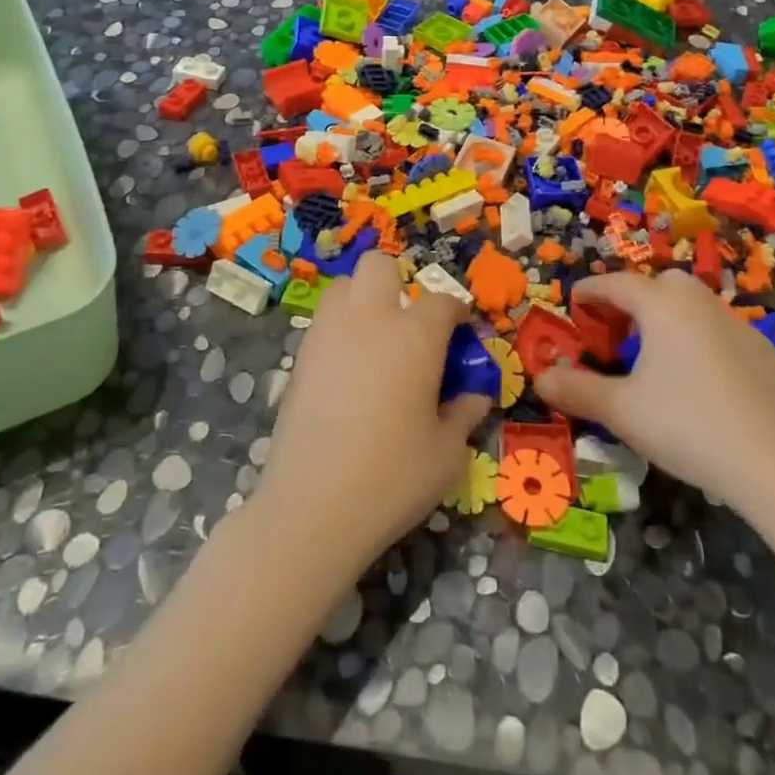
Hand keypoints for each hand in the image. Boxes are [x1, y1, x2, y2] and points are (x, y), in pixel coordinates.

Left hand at [257, 252, 492, 576]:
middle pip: (379, 266)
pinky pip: (324, 323)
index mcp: (415, 335)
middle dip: (398, 283)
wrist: (312, 507)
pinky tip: (350, 374)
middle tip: (410, 327)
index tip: (461, 336)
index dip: (456, 315)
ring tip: (376, 344)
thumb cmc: (393, 477)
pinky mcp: (299, 358)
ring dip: (363, 301)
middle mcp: (370, 320)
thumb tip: (474, 395)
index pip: (442, 302)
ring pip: (344, 287)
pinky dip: (340, 332)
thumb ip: (464, 412)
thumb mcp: (447, 452)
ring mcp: (328, 334)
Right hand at [535, 270, 774, 532]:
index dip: (589, 292)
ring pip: (690, 303)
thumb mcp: (621, 411)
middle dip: (630, 298)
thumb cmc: (687, 426)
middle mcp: (698, 302)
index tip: (573, 301)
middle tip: (613, 328)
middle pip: (657, 284)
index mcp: (661, 305)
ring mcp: (735, 324)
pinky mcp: (761, 350)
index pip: (615, 284)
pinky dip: (696, 336)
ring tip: (651, 352)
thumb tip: (541, 378)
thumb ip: (577, 390)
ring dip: (665, 315)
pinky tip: (696, 376)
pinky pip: (716, 328)